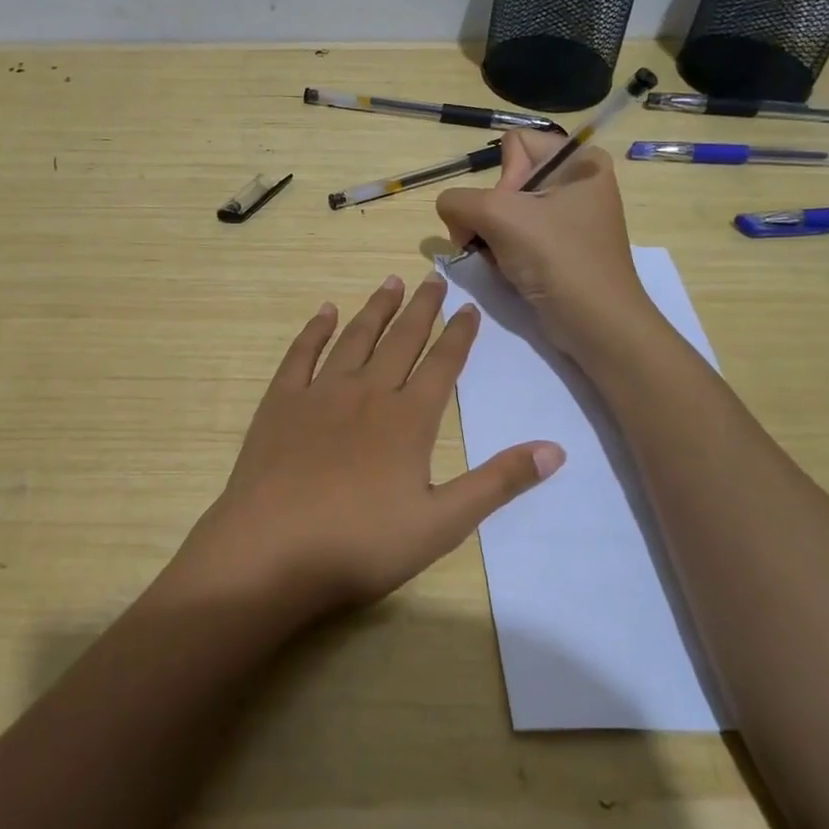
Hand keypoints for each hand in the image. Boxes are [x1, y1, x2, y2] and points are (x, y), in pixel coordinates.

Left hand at [168, 273, 563, 623]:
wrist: (271, 549)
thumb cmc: (361, 544)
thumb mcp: (442, 523)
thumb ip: (498, 483)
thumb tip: (556, 448)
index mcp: (409, 420)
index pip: (443, 365)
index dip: (459, 335)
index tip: (470, 307)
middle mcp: (368, 393)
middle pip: (402, 340)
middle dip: (422, 309)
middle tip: (434, 278)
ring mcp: (320, 393)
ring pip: (356, 338)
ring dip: (376, 308)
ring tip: (392, 282)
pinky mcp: (281, 401)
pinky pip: (302, 353)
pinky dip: (316, 329)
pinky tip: (326, 311)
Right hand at [435, 131, 656, 358]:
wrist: (596, 324)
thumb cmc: (557, 258)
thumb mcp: (498, 216)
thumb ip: (457, 201)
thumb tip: (451, 214)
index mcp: (579, 160)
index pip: (514, 145)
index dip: (503, 178)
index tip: (513, 212)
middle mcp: (577, 182)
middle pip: (506, 181)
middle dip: (491, 213)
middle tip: (500, 241)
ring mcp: (569, 217)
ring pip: (504, 212)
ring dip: (492, 237)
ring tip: (503, 260)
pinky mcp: (560, 248)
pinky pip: (515, 236)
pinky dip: (503, 253)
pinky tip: (510, 271)